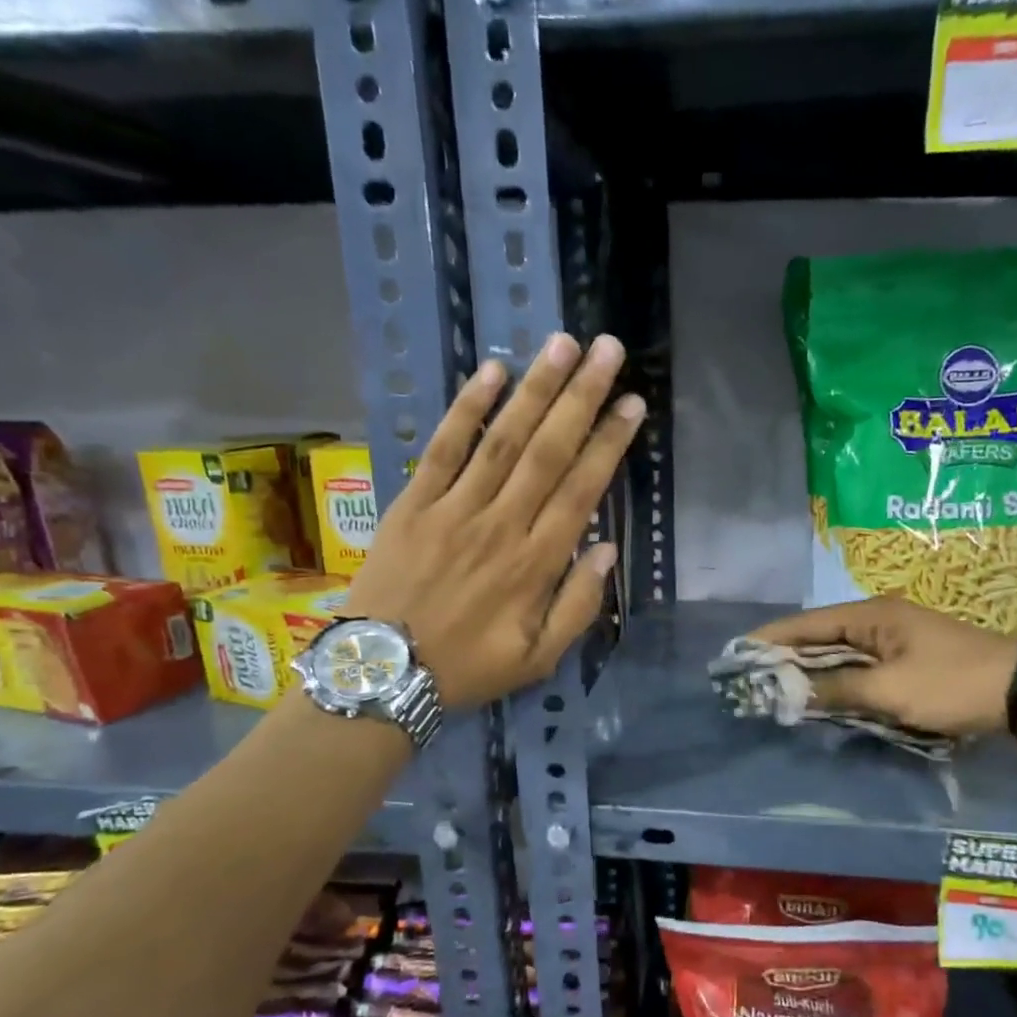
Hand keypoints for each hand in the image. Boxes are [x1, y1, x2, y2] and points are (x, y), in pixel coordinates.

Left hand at [342, 333, 641, 706]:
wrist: (383, 673)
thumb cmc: (468, 668)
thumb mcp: (539, 659)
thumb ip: (579, 606)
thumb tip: (607, 550)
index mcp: (537, 563)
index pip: (583, 490)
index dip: (610, 444)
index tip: (633, 404)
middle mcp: (502, 525)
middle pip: (549, 451)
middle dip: (582, 397)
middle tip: (608, 350)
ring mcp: (455, 509)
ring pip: (504, 440)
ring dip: (536, 389)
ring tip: (563, 344)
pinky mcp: (414, 503)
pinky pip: (444, 448)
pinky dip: (468, 409)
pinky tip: (492, 372)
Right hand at [748, 597, 1016, 737]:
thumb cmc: (951, 684)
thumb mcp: (890, 691)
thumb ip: (836, 690)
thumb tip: (790, 692)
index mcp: (872, 615)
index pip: (809, 623)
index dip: (773, 637)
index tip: (739, 651)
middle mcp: (880, 620)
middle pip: (822, 636)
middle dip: (788, 656)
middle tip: (753, 676)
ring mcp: (896, 640)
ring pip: (841, 654)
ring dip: (813, 671)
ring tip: (777, 687)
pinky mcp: (909, 660)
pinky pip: (862, 668)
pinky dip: (840, 681)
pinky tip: (822, 696)